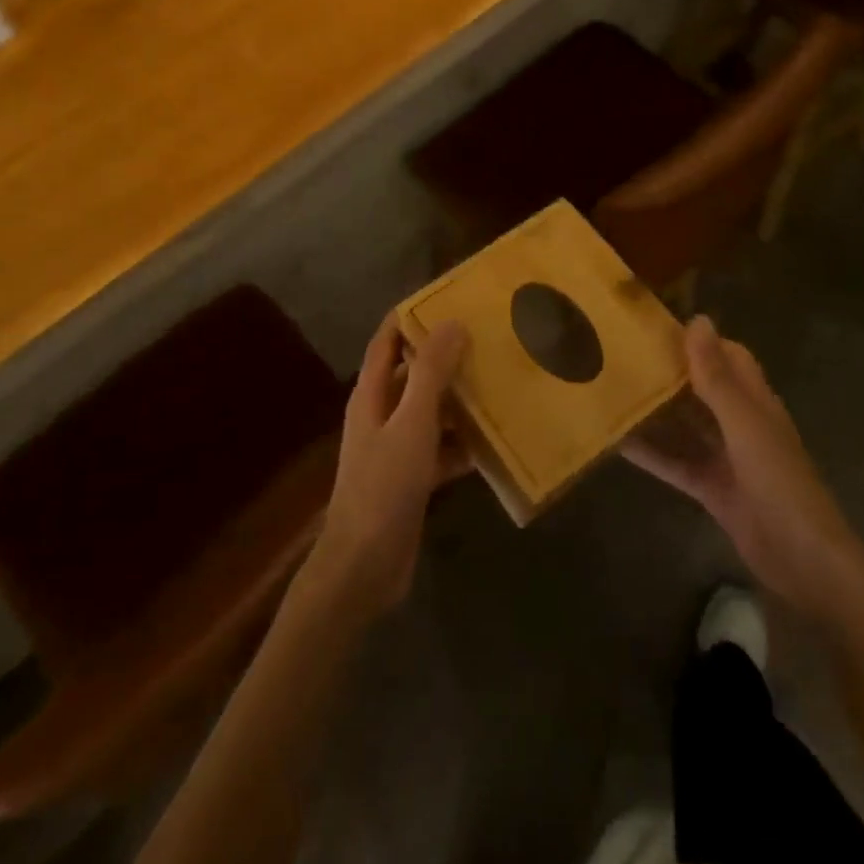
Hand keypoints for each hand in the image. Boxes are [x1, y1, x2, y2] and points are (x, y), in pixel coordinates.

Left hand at [308, 316, 469, 616]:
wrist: (365, 565)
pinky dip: (462, 444)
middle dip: (445, 357)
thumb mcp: (412, 423)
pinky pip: (441, 449)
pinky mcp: (412, 478)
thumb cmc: (384, 485)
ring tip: (498, 383)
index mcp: (371, 394)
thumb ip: (431, 373)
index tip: (447, 298)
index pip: (387, 340)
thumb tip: (452, 323)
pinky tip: (493, 442)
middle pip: (414, 374)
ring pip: (431, 412)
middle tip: (487, 339)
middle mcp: (381, 414)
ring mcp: (396, 448)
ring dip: (459, 400)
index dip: (410, 317)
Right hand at [623, 316, 863, 627]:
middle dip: (669, 371)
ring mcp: (725, 458)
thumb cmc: (779, 482)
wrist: (803, 562)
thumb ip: (717, 377)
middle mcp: (740, 424)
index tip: (656, 324)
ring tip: (613, 390)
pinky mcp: (711, 488)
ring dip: (655, 410)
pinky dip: (650, 452)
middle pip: (702, 388)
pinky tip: (616, 442)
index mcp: (756, 402)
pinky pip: (675, 462)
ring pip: (685, 424)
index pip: (728, 356)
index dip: (699, 339)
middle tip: (622, 354)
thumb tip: (697, 320)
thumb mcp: (744, 425)